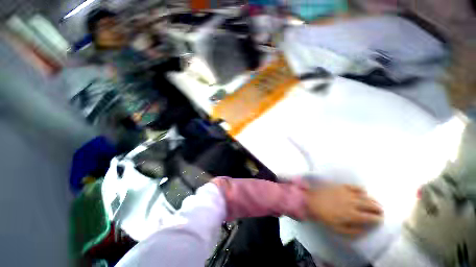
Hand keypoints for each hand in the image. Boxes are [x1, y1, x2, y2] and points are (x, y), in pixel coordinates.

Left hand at [305, 184, 382, 236]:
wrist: (311, 201)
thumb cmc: (324, 216)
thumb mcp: (338, 229)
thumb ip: (353, 231)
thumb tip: (365, 229)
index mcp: (352, 215)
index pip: (371, 217)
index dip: (378, 219)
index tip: (381, 220)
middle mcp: (353, 203)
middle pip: (371, 205)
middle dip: (378, 209)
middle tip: (381, 211)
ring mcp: (347, 193)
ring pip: (365, 196)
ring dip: (373, 200)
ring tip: (376, 203)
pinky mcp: (341, 186)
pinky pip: (354, 186)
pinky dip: (361, 189)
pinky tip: (364, 192)